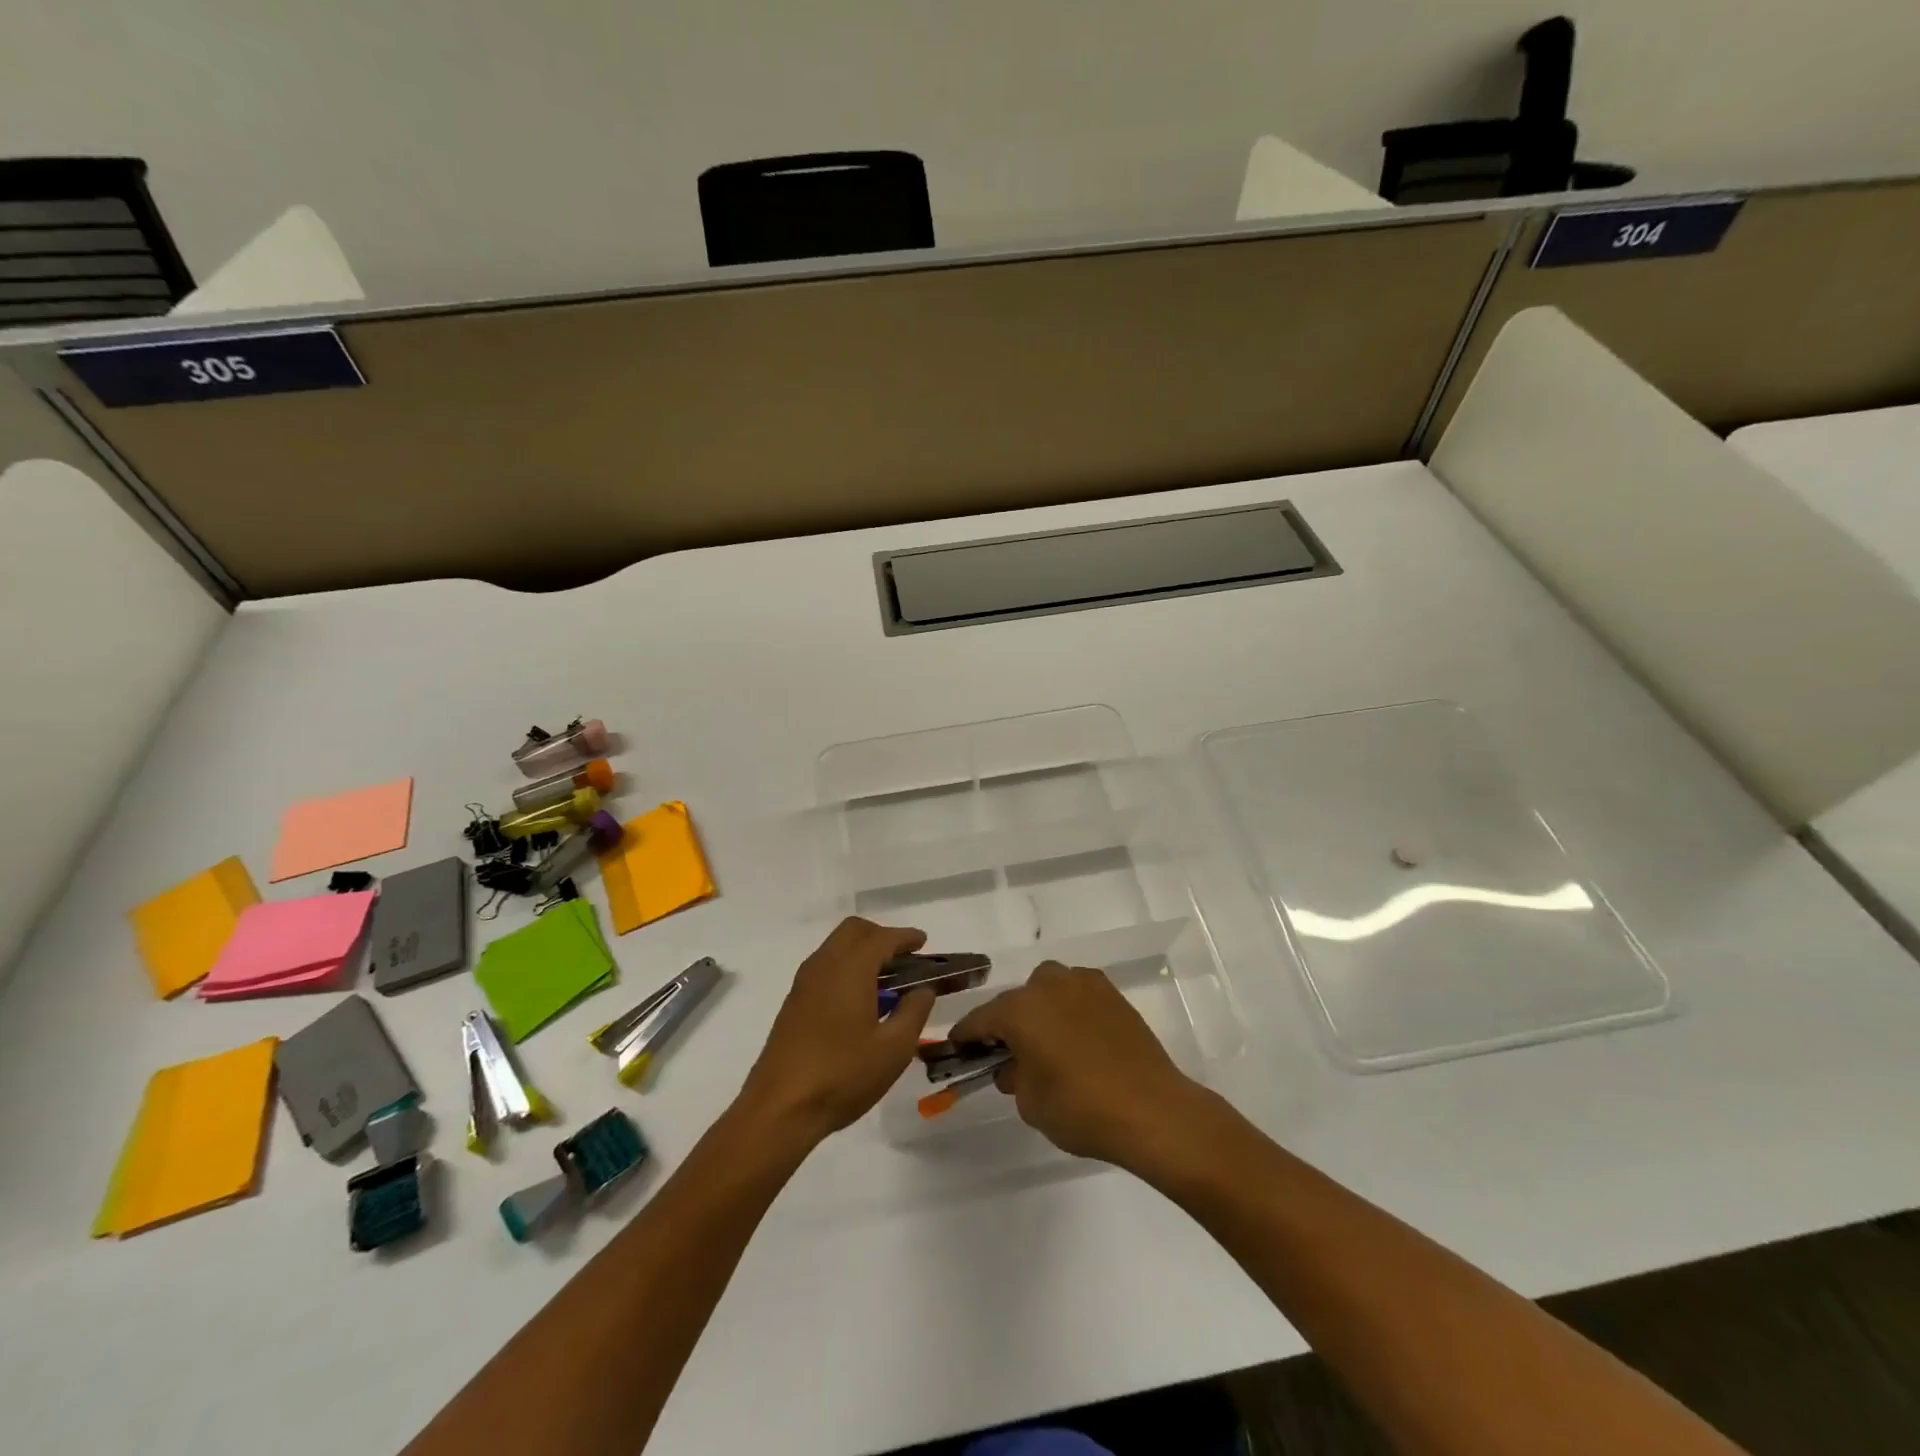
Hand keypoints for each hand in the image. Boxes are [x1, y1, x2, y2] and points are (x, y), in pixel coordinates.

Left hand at [738, 917, 935, 1145]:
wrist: (779, 1109)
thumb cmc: (842, 1075)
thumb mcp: (893, 1049)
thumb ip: (914, 1012)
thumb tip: (922, 990)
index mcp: (850, 969)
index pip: (882, 938)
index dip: (905, 937)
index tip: (922, 941)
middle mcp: (824, 965)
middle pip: (853, 931)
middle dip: (881, 936)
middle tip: (904, 958)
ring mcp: (804, 983)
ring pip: (835, 946)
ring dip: (861, 951)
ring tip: (886, 980)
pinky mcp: (793, 1002)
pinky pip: (824, 966)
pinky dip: (846, 967)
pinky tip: (859, 1000)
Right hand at [950, 961, 1206, 1166]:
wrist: (1152, 1109)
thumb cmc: (1081, 1108)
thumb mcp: (1031, 1103)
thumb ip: (1013, 1077)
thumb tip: (1012, 1065)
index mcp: (1020, 1009)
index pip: (981, 1019)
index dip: (966, 1035)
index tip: (958, 1047)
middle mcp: (1048, 985)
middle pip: (1016, 1001)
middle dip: (1007, 1024)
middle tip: (1008, 1054)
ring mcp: (1083, 984)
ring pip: (1048, 990)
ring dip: (1040, 1011)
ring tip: (1047, 1044)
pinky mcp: (1111, 993)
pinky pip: (1077, 995)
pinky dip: (1069, 1010)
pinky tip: (1077, 1038)